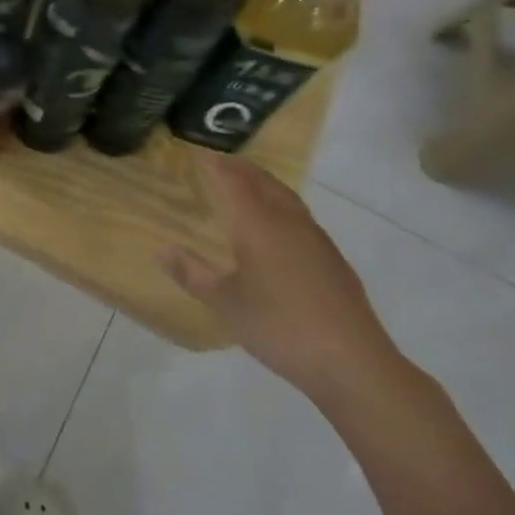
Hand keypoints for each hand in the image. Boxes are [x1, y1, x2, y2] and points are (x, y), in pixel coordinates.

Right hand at [162, 159, 408, 405]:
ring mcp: (316, 239)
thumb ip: (192, 274)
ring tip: (246, 186)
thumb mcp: (225, 304)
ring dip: (263, 184)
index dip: (215, 165)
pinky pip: (300, 216)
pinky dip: (280, 206)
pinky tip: (277, 228)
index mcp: (259, 225)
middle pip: (263, 182)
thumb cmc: (279, 326)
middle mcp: (288, 222)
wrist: (352, 362)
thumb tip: (162, 250)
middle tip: (220, 163)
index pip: (233, 181)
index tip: (197, 153)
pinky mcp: (332, 258)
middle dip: (241, 168)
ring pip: (286, 197)